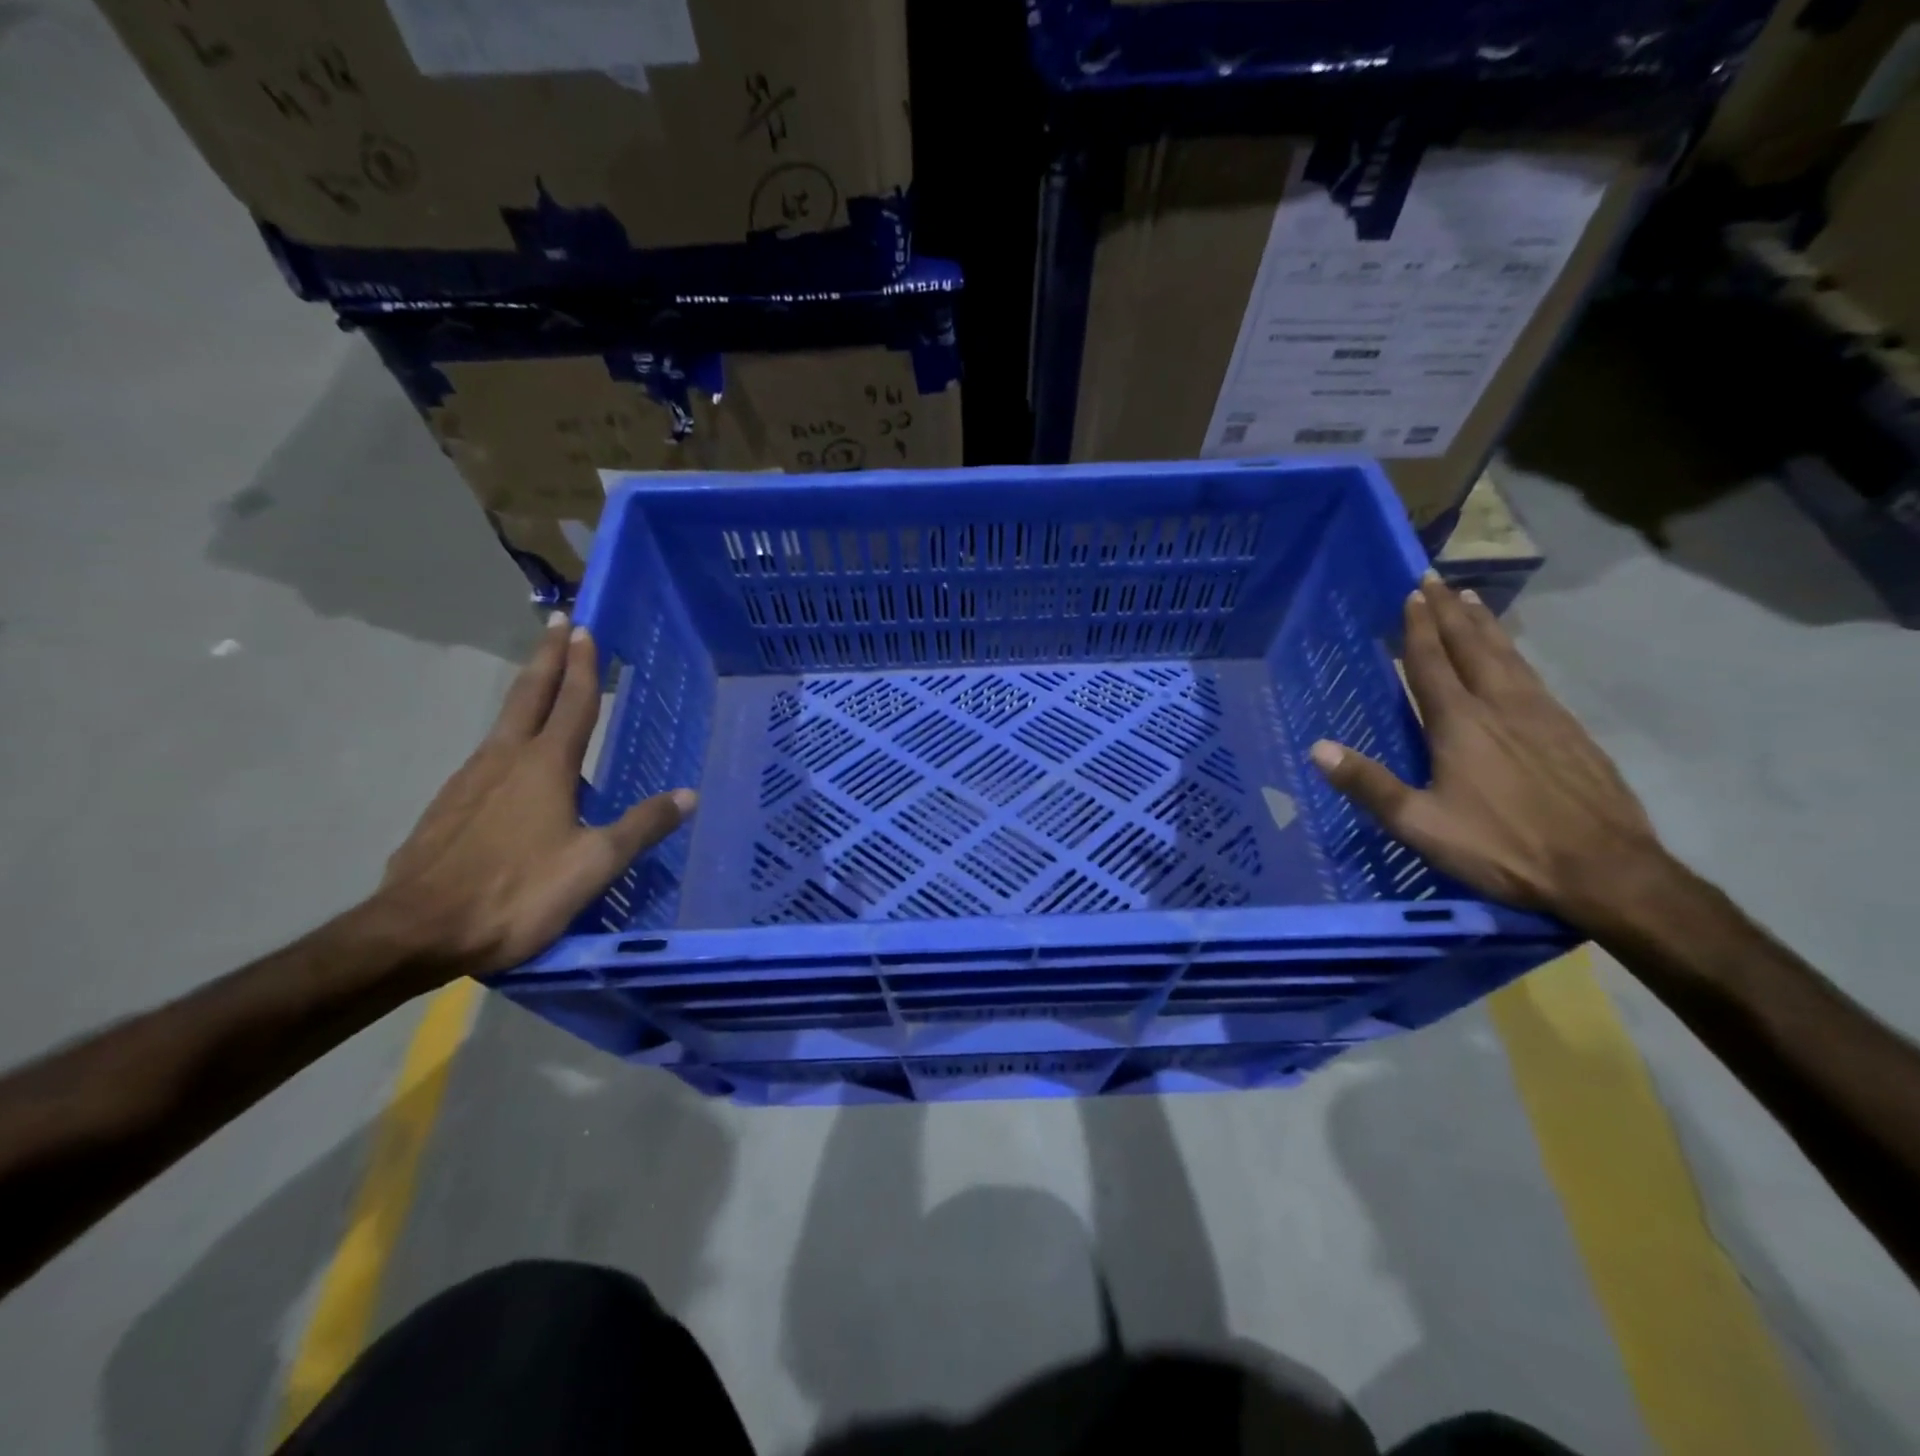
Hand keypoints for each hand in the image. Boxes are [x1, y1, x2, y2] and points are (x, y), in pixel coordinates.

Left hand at [374, 614, 696, 980]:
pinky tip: (513, 763)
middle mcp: (505, 760)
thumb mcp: (593, 865)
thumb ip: (641, 827)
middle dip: (547, 656)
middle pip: (529, 695)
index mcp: (545, 767)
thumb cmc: (515, 893)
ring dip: (527, 693)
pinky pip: (488, 758)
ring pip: (504, 723)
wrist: (414, 932)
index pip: (571, 702)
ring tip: (543, 683)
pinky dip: (508, 739)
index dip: (582, 665)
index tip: (584, 626)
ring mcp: (469, 781)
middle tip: (558, 621)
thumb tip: (688, 795)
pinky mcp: (447, 807)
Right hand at [1310, 574, 1666, 930]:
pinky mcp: (1572, 733)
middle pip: (1471, 648)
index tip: (1410, 594)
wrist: (1606, 871)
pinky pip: (1533, 677)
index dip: (1417, 629)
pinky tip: (1514, 657)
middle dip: (1448, 613)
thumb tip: (1317, 748)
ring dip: (1484, 625)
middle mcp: (1500, 707)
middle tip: (1435, 580)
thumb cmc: (1502, 847)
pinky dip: (1515, 654)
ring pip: (1507, 657)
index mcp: (1460, 725)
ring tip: (1470, 600)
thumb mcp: (1421, 824)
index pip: (1431, 664)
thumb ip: (1369, 785)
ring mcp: (1542, 716)